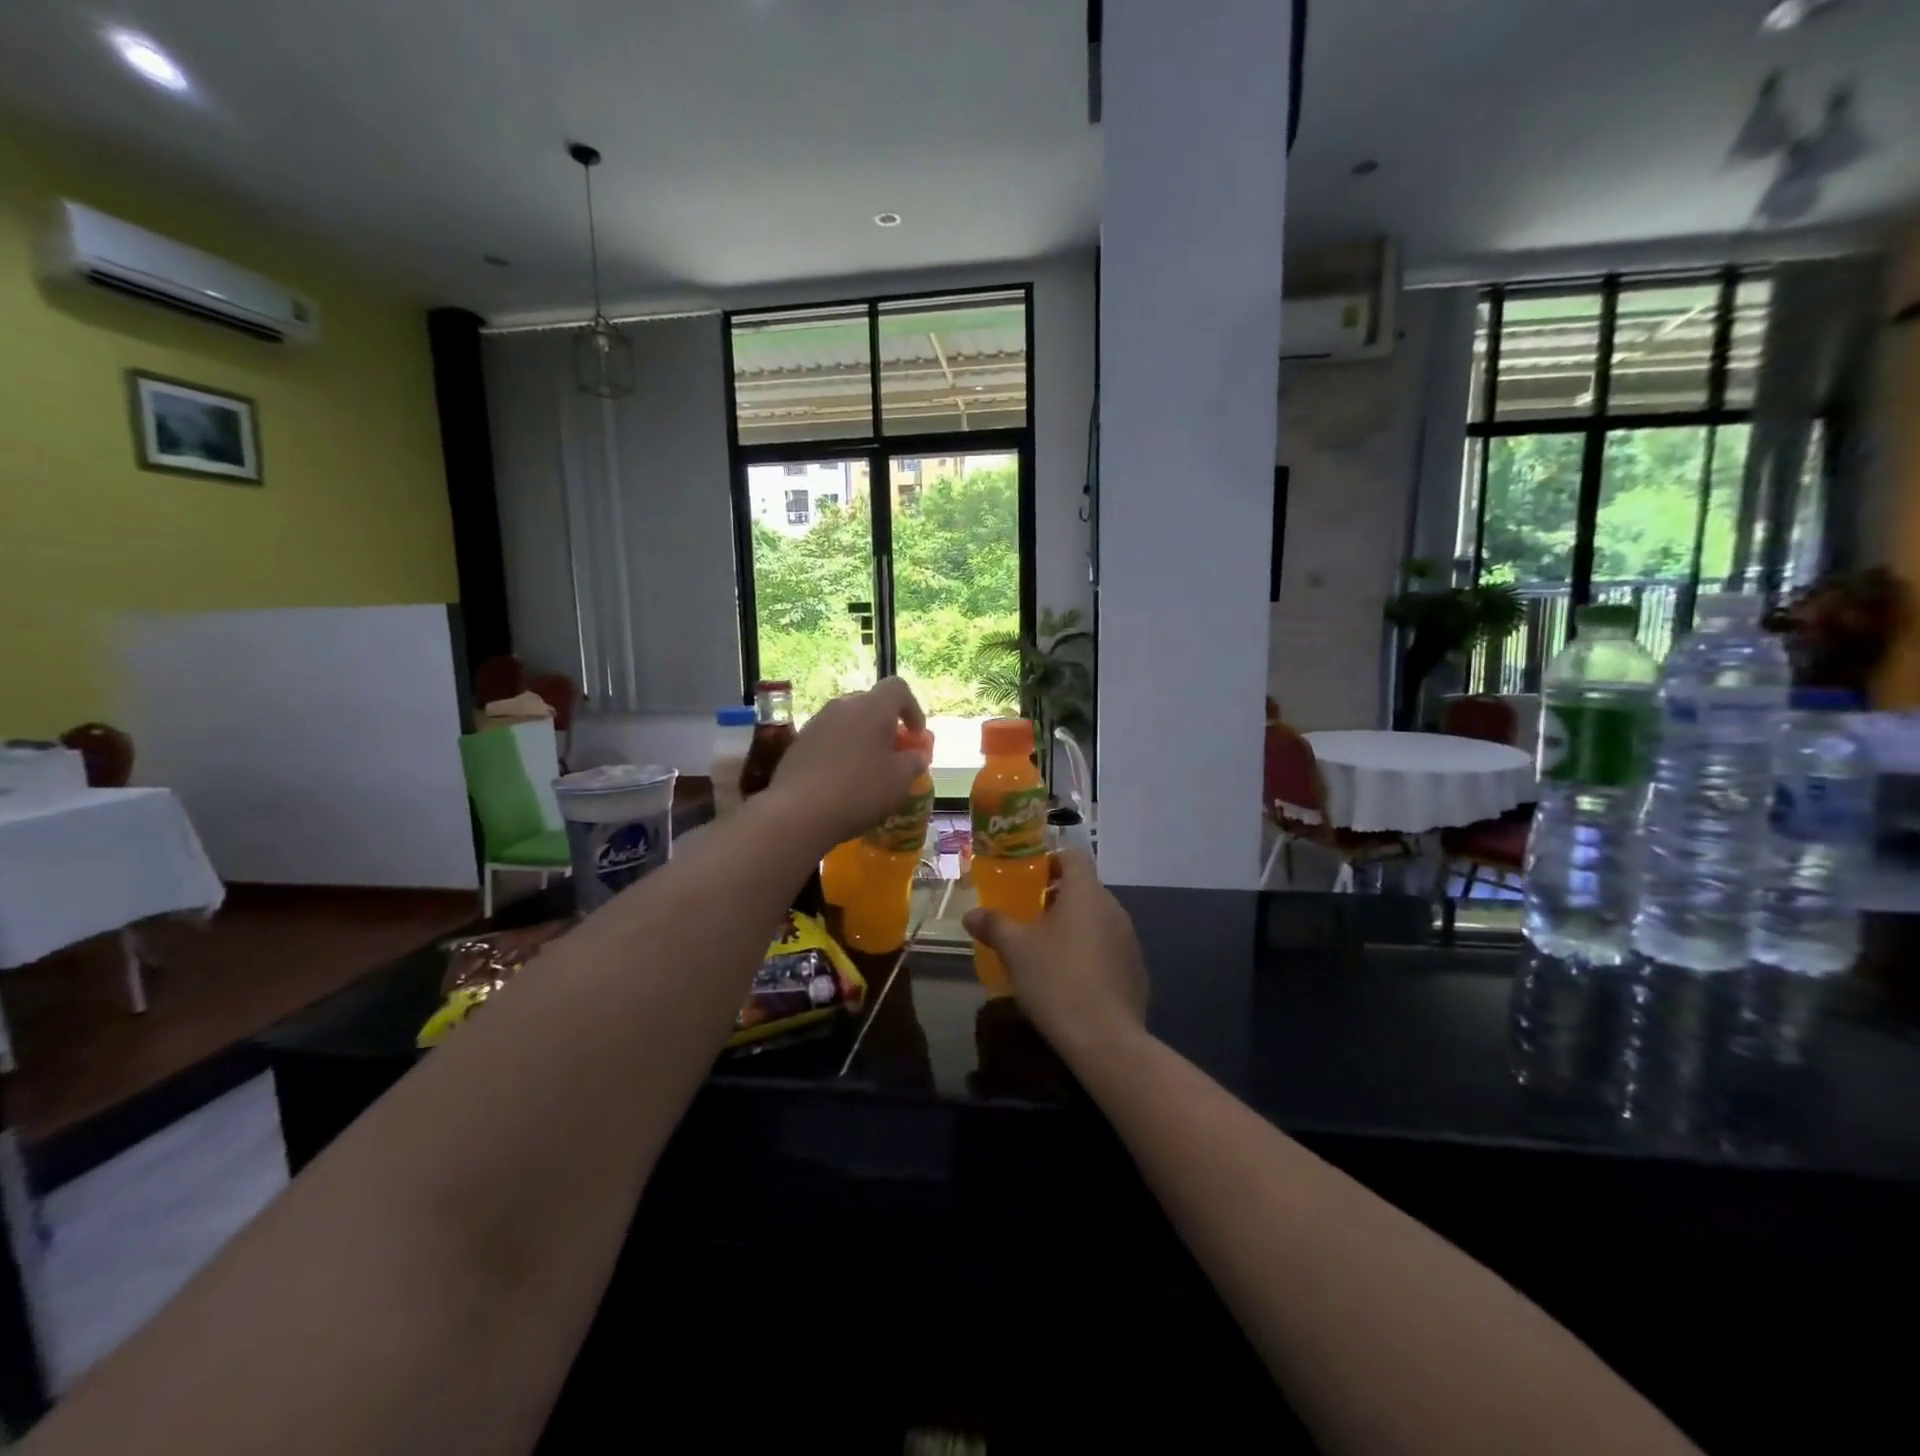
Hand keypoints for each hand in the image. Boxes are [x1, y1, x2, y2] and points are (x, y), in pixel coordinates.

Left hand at [768, 678, 927, 849]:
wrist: (798, 812)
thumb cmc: (859, 791)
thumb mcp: (900, 780)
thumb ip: (914, 761)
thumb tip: (915, 755)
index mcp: (872, 707)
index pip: (897, 688)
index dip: (912, 708)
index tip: (915, 735)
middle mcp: (842, 706)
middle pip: (870, 703)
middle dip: (885, 724)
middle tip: (892, 753)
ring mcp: (816, 722)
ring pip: (847, 721)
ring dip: (861, 738)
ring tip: (867, 768)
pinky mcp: (798, 742)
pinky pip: (828, 738)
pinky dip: (840, 751)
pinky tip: (841, 779)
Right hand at [963, 850, 1148, 1058]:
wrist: (1105, 1040)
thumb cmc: (1056, 980)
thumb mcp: (1015, 950)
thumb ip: (993, 925)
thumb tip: (972, 914)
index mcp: (1086, 893)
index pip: (1072, 857)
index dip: (1049, 862)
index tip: (1028, 881)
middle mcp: (1113, 908)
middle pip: (1084, 889)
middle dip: (1056, 899)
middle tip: (1028, 919)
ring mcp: (1129, 939)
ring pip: (1097, 919)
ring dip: (1074, 926)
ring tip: (1046, 951)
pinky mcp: (1136, 970)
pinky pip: (1109, 948)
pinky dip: (1090, 953)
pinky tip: (1071, 980)